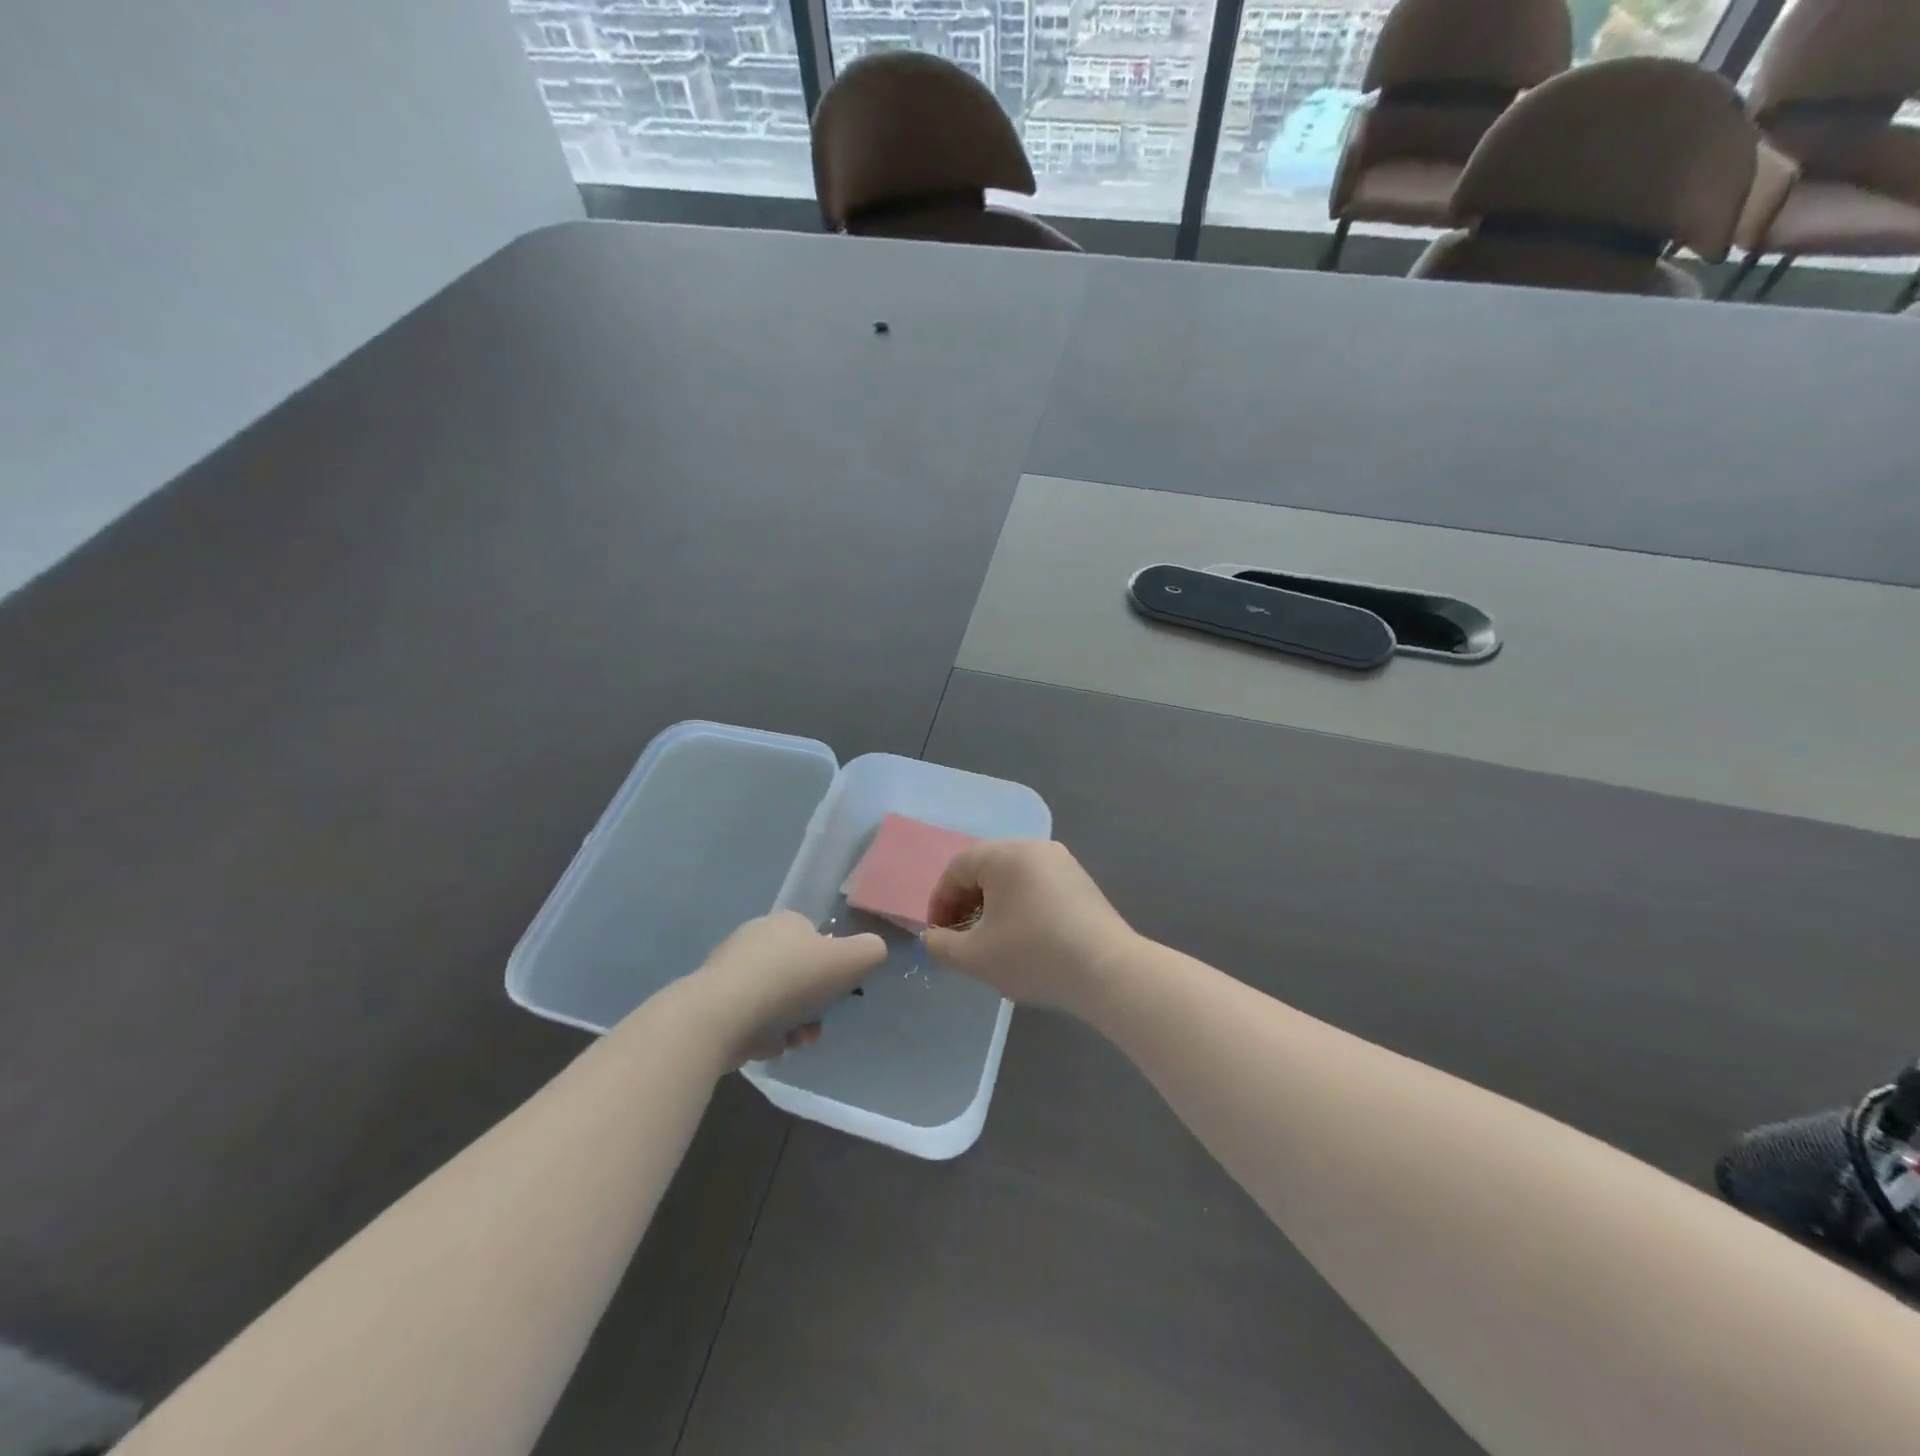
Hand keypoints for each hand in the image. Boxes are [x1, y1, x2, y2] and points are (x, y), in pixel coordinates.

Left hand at [686, 912, 885, 1065]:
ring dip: (788, 1024)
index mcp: (787, 922)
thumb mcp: (850, 960)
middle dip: (809, 1004)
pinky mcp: (709, 1000)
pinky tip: (764, 1047)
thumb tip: (871, 951)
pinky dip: (760, 1033)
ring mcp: (729, 968)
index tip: (834, 996)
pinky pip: (747, 1018)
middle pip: (796, 974)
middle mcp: (755, 937)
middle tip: (814, 1028)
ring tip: (791, 1043)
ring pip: (773, 999)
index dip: (831, 970)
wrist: (720, 1016)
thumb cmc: (790, 981)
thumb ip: (870, 950)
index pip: (817, 940)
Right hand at [923, 840, 1136, 1013]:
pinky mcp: (1081, 882)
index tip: (938, 935)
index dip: (940, 902)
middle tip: (961, 938)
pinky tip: (1024, 938)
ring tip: (991, 941)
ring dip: (993, 905)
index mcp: (1005, 855)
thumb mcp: (975, 957)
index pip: (957, 868)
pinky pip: (1037, 886)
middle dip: (966, 903)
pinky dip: (1020, 906)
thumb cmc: (1033, 956)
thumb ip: (941, 945)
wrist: (1108, 972)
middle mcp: (1034, 848)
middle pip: (985, 868)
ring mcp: (1062, 863)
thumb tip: (932, 938)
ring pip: (1013, 878)